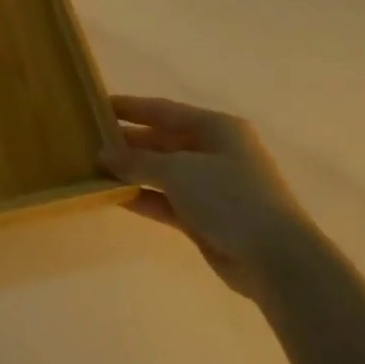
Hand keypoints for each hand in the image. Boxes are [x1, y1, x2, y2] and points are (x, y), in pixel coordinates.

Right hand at [101, 95, 300, 299]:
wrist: (274, 258)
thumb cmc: (229, 196)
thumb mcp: (178, 170)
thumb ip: (137, 160)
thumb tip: (102, 154)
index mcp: (216, 127)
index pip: (164, 110)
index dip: (130, 107)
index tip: (97, 106)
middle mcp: (214, 151)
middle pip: (162, 140)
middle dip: (128, 142)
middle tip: (89, 141)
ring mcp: (211, 186)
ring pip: (163, 172)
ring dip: (132, 171)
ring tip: (94, 169)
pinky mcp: (206, 217)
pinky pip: (167, 200)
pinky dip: (144, 197)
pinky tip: (114, 197)